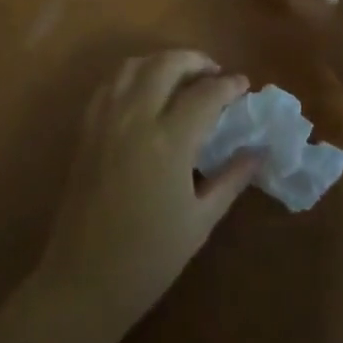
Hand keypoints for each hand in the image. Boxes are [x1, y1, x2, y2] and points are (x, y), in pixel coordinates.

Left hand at [35, 51, 257, 335]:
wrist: (83, 282)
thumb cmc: (149, 259)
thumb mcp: (200, 221)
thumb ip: (231, 179)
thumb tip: (259, 152)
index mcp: (168, 141)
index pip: (206, 93)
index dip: (229, 85)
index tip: (244, 85)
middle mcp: (135, 117)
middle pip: (167, 64)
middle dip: (196, 61)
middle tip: (214, 74)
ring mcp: (106, 119)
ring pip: (134, 64)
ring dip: (162, 62)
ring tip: (181, 77)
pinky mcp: (86, 128)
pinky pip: (110, 84)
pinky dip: (132, 75)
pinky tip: (145, 92)